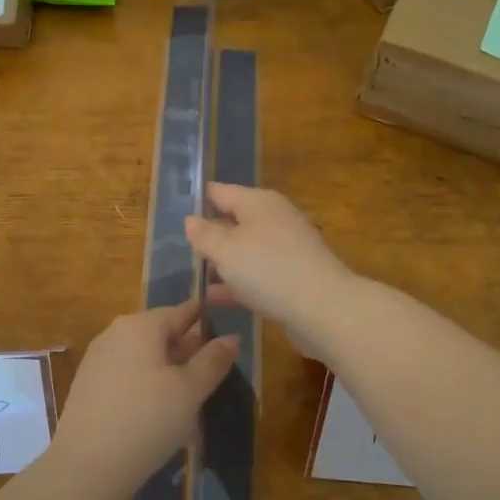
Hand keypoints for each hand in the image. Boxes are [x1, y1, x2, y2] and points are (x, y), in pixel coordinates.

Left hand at [56, 301, 237, 488]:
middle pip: (160, 334)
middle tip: (213, 376)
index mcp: (140, 325)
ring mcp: (97, 360)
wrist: (87, 467)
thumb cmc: (147, 420)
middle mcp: (114, 334)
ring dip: (168, 374)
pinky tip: (160, 416)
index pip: (181, 312)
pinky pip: (127, 378)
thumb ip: (212, 361)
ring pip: (144, 358)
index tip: (227, 335)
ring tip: (191, 401)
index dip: (206, 321)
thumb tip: (233, 337)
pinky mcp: (87, 387)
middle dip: (187, 352)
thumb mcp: (190, 391)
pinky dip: (147, 389)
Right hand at [185, 184, 359, 356]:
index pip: (220, 191)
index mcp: (258, 202)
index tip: (176, 210)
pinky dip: (237, 282)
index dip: (198, 199)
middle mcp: (274, 219)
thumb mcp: (226, 251)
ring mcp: (286, 248)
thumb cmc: (268, 269)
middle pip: (234, 221)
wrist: (323, 307)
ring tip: (194, 275)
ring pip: (245, 250)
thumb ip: (204, 235)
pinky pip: (257, 274)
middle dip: (210, 234)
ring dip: (223, 262)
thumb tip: (190, 219)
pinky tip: (215, 297)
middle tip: (180, 247)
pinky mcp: (292, 276)